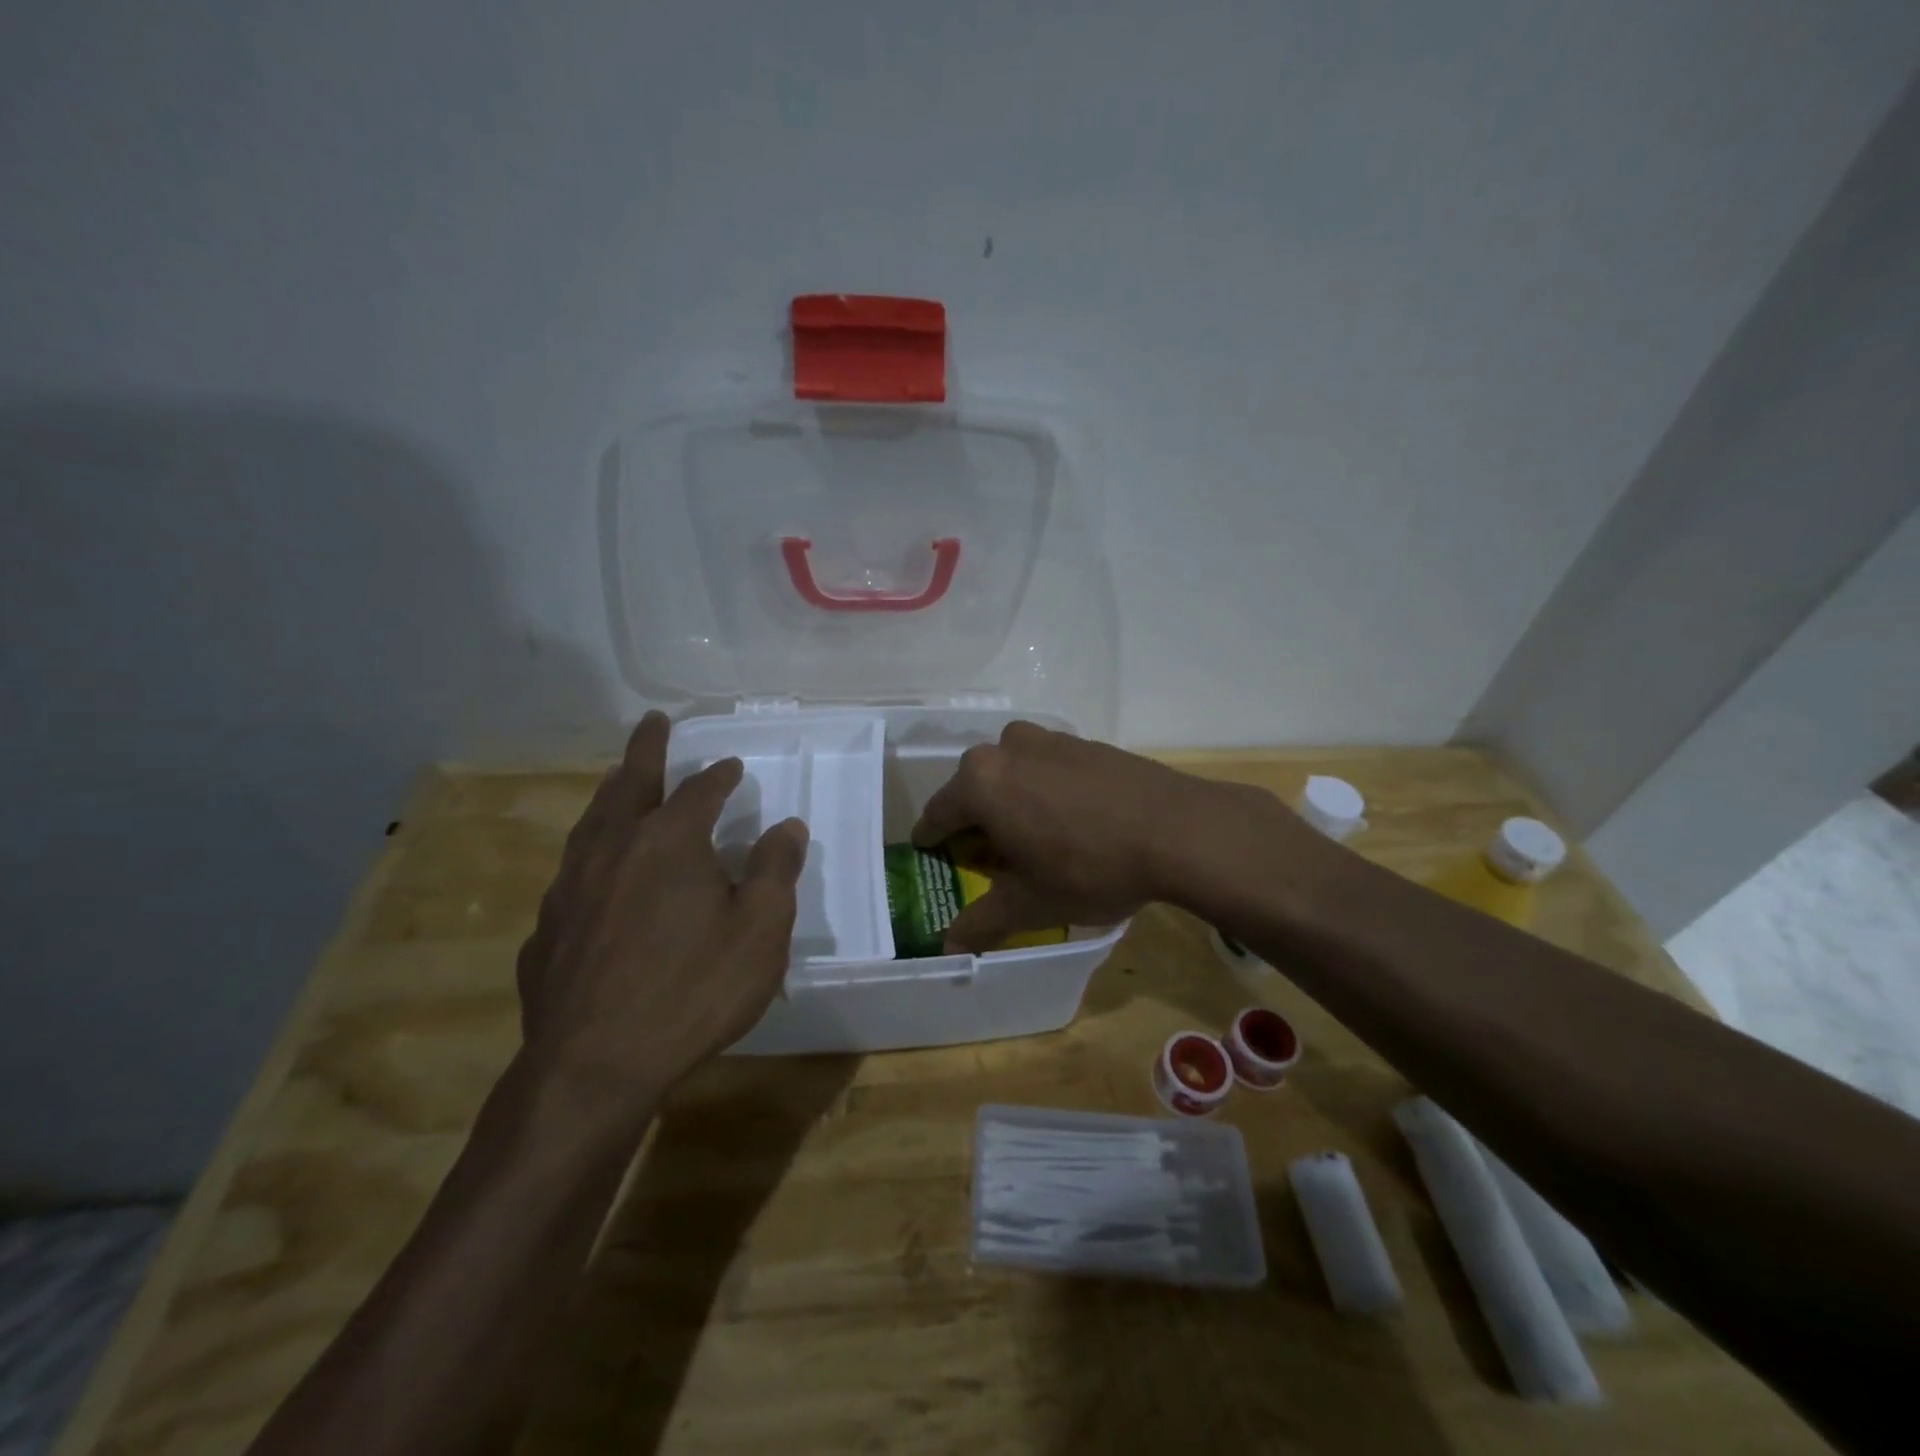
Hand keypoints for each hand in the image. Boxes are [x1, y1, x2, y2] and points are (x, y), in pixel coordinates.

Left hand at [515, 713, 806, 1104]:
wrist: (594, 1067)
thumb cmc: (692, 990)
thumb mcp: (760, 931)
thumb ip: (774, 872)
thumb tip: (786, 827)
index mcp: (669, 841)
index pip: (700, 790)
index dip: (719, 774)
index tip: (732, 766)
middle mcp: (614, 849)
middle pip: (630, 784)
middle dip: (646, 750)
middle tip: (652, 723)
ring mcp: (571, 888)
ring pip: (591, 822)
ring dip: (611, 794)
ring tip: (617, 780)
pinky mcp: (547, 929)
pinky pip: (571, 875)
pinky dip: (589, 855)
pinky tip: (593, 875)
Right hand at [910, 721, 1278, 951]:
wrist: (1179, 830)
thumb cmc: (1089, 867)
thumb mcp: (1031, 904)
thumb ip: (982, 921)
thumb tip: (948, 947)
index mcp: (981, 781)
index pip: (938, 813)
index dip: (932, 839)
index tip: (932, 854)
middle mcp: (1007, 748)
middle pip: (975, 788)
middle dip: (976, 821)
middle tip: (989, 857)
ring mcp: (1050, 739)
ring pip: (1012, 772)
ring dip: (1012, 800)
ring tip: (1032, 836)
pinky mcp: (1086, 742)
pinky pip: (1048, 767)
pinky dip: (1045, 789)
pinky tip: (1070, 819)